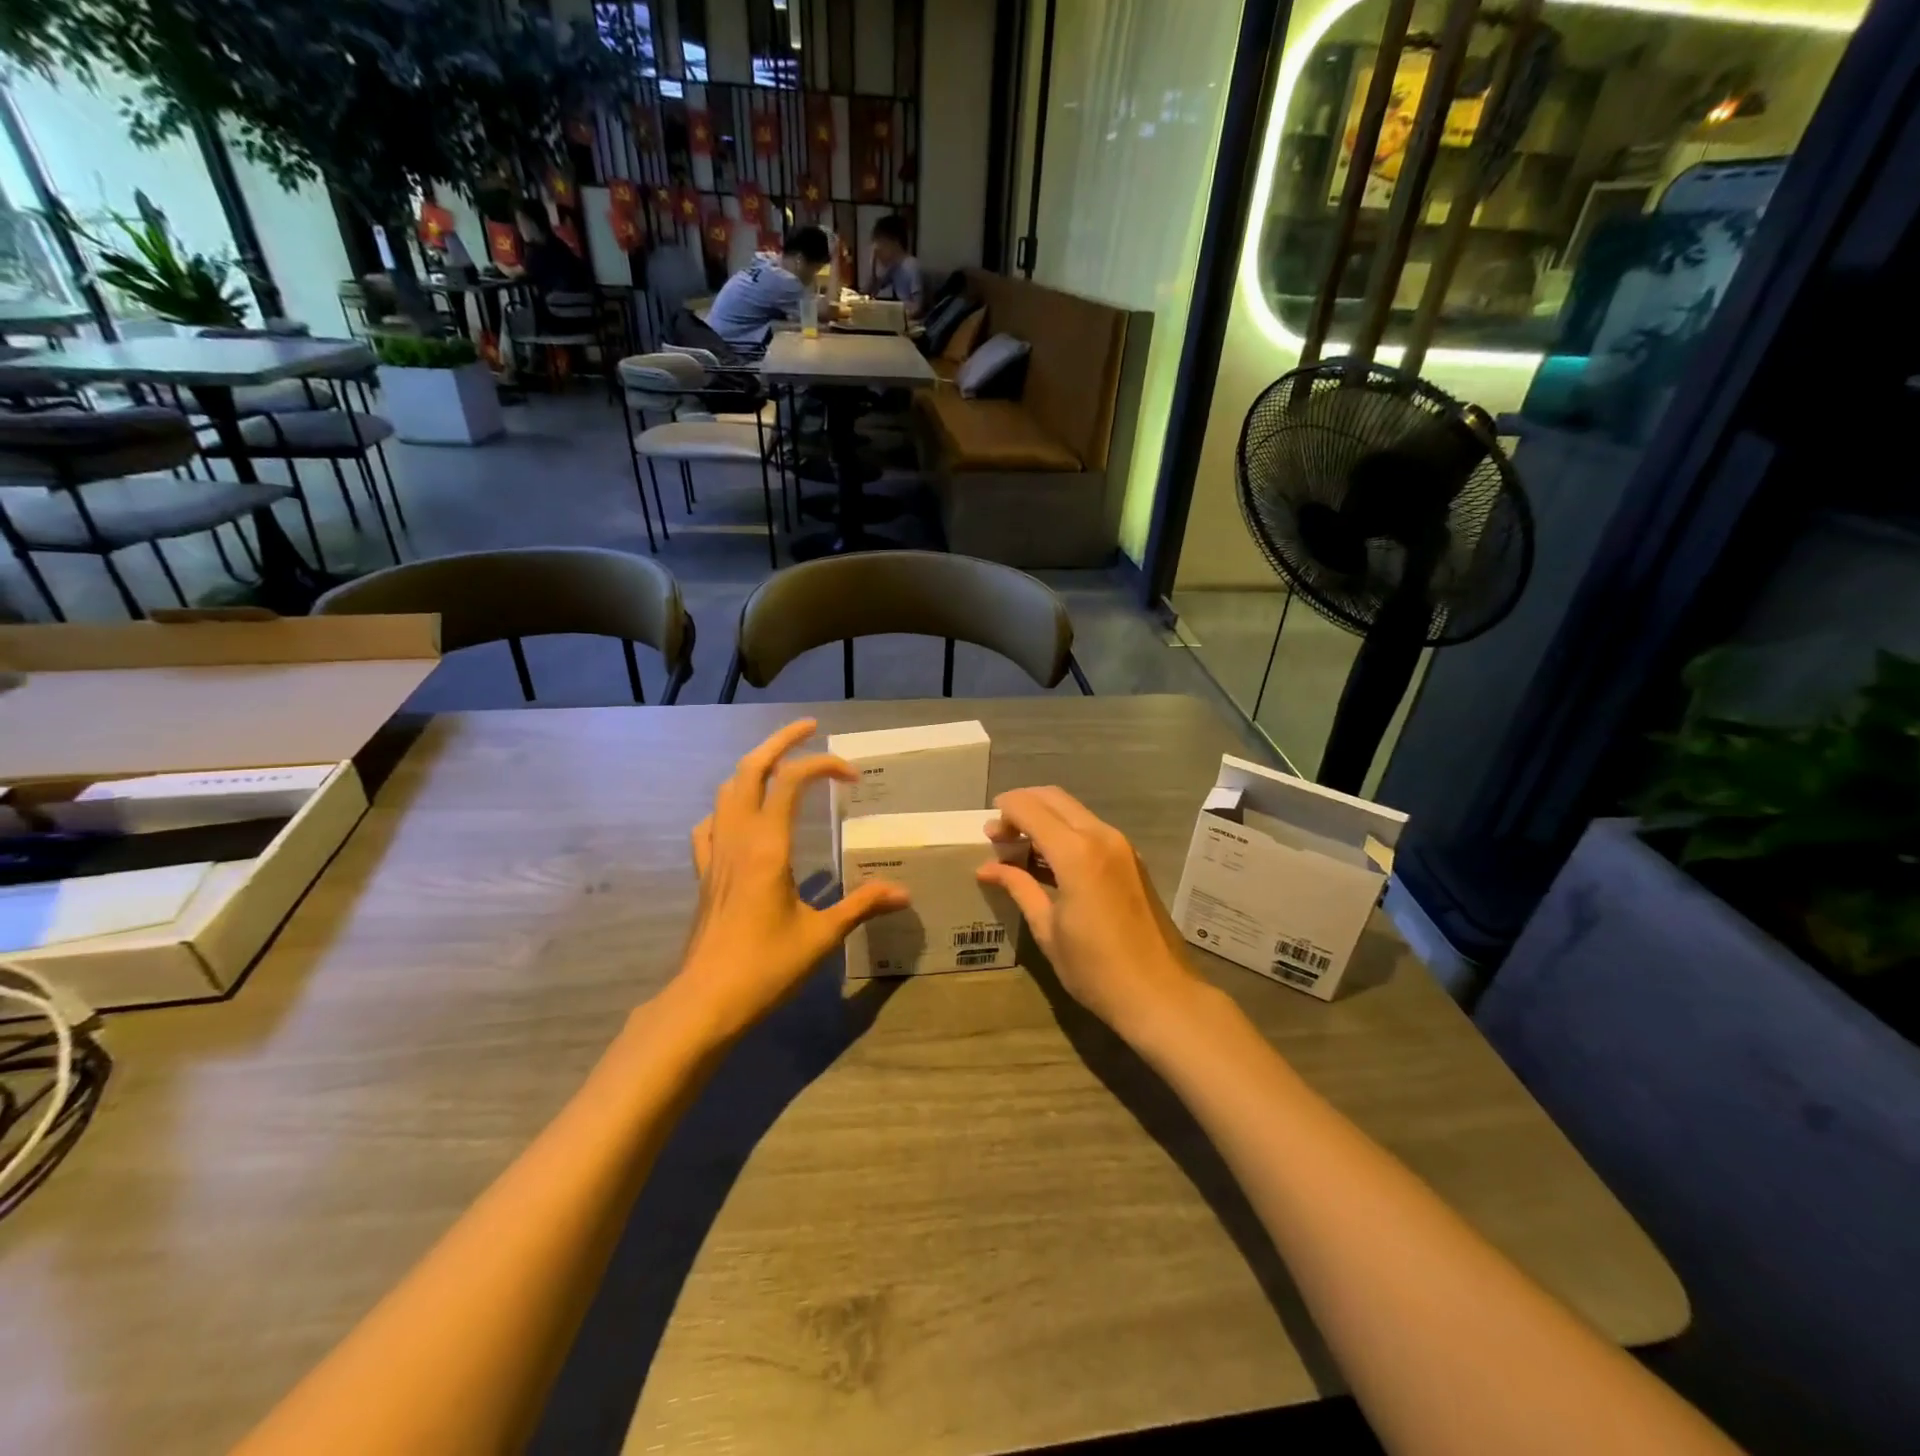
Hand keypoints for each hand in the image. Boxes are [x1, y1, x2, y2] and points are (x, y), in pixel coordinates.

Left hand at [679, 720, 908, 1039]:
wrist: (705, 1001)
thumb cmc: (765, 967)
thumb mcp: (822, 936)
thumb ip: (862, 906)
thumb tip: (903, 893)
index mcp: (768, 845)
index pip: (791, 781)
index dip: (823, 766)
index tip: (852, 777)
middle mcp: (739, 838)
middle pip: (750, 769)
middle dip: (780, 741)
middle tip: (809, 728)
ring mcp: (716, 854)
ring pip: (727, 790)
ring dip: (753, 767)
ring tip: (780, 765)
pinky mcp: (705, 874)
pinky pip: (711, 825)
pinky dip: (728, 807)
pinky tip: (743, 819)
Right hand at [977, 787, 1202, 1038]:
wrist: (1160, 994)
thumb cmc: (1095, 969)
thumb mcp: (1047, 929)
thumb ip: (1019, 887)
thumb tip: (988, 868)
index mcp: (1076, 852)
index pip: (1030, 808)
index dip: (1004, 812)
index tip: (987, 831)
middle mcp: (1101, 836)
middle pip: (1054, 798)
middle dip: (1023, 807)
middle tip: (1001, 835)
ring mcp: (1121, 845)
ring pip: (1074, 811)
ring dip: (1045, 818)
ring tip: (1021, 848)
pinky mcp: (1132, 858)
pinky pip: (1091, 829)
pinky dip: (1066, 831)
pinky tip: (1051, 861)